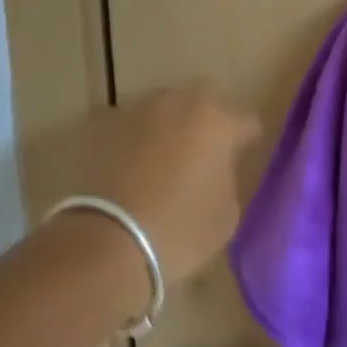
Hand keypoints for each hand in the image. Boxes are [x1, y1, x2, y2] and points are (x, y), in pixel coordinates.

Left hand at [78, 84, 260, 285]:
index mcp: (217, 121)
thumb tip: (217, 169)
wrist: (105, 244)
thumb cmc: (179, 231)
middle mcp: (178, 102)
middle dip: (205, 127)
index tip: (241, 163)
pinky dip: (131, 142)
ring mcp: (135, 109)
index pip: (247, 122)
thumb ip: (228, 178)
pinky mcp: (99, 124)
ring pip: (162, 112)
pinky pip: (127, 127)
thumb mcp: (227, 214)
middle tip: (201, 159)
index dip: (247, 143)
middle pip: (202, 106)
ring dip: (167, 130)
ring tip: (159, 163)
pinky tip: (127, 170)